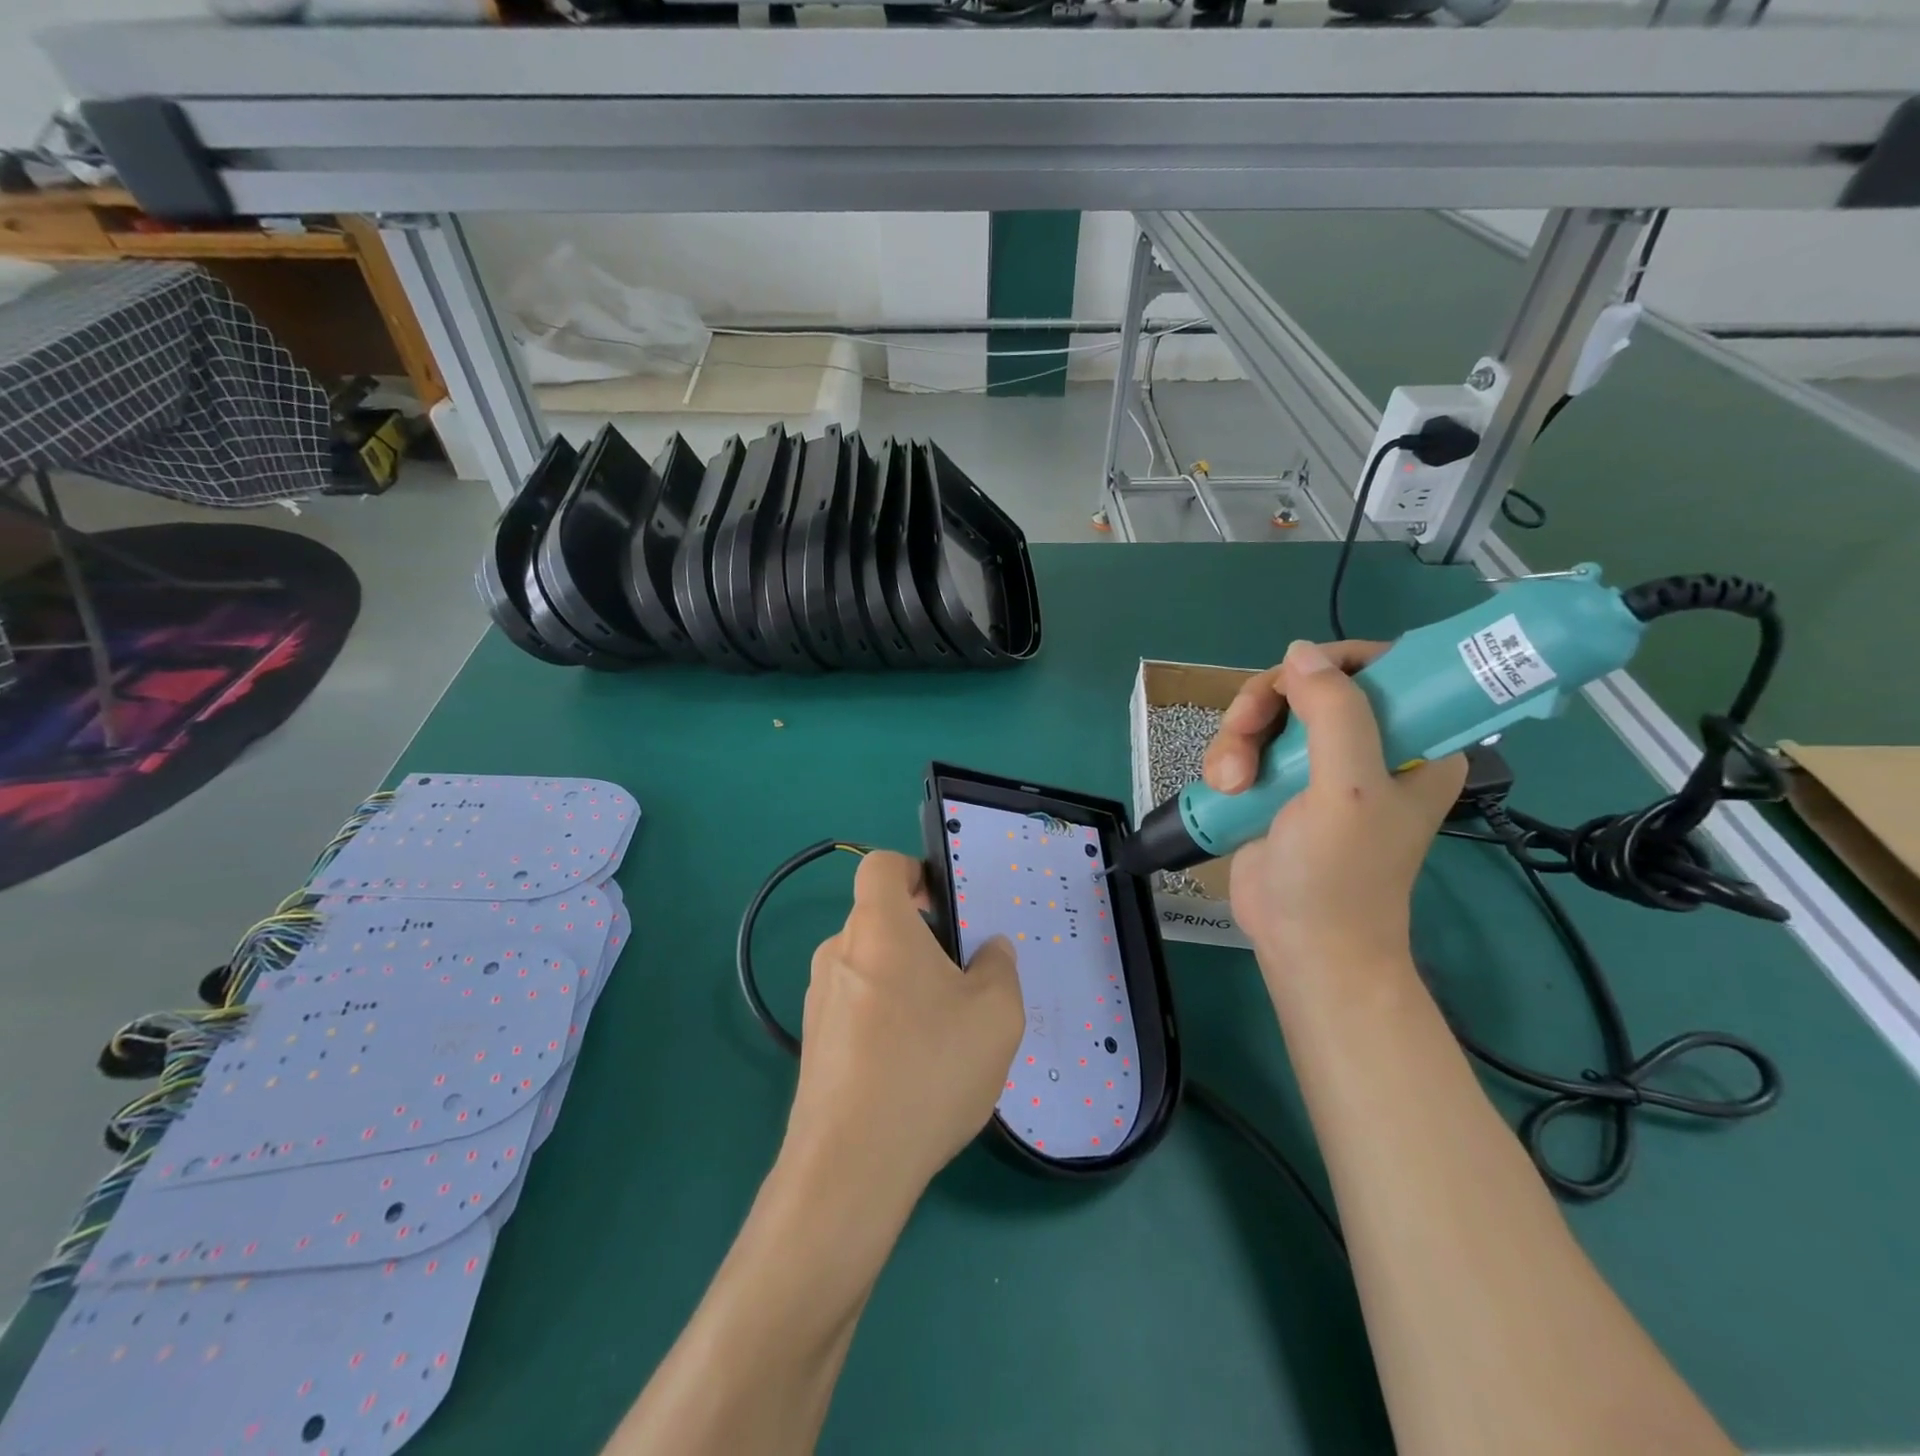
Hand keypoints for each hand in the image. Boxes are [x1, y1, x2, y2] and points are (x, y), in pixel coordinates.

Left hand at [784, 850, 1024, 1205]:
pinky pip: (856, 1008)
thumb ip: (999, 967)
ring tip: (943, 1032)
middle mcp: (838, 953)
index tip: (945, 906)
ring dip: (904, 982)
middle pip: (879, 920)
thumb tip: (989, 950)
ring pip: (869, 967)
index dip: (914, 872)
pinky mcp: (813, 1044)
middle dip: (922, 938)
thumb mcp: (996, 1014)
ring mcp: (819, 1000)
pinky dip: (884, 1019)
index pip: (882, 866)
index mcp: (878, 928)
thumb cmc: (928, 1069)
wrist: (849, 1167)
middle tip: (962, 980)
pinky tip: (912, 1068)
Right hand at [1207, 639, 1465, 972]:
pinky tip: (1224, 788)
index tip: (1295, 679)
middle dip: (1267, 704)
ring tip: (1230, 781)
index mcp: (1415, 742)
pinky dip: (1228, 756)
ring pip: (1270, 712)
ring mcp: (1317, 764)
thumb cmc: (1340, 873)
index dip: (1337, 661)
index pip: (1385, 667)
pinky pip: (1246, 741)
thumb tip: (1298, 653)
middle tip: (1243, 733)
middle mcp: (1368, 745)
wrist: (1300, 941)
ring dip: (1238, 737)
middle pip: (1310, 684)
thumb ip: (1334, 714)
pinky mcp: (1276, 782)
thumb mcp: (1348, 790)